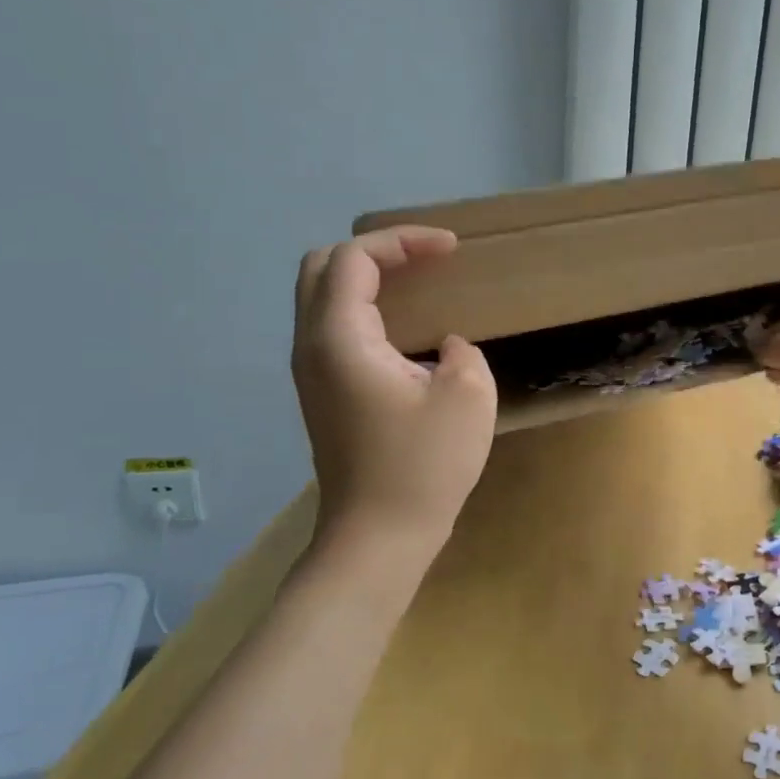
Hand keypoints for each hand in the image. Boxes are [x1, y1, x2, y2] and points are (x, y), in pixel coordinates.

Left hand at [292, 226, 496, 549]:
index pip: (354, 258)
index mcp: (340, 339)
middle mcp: (312, 347)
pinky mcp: (322, 394)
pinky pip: (334, 328)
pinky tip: (405, 327)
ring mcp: (311, 373)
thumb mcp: (468, 395)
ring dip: (367, 279)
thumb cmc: (424, 465)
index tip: (451, 249)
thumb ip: (462, 352)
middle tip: (425, 259)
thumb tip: (443, 348)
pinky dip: (365, 309)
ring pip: (323, 298)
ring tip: (417, 282)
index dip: (403, 241)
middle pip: (322, 267)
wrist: (378, 536)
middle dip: (375, 251)